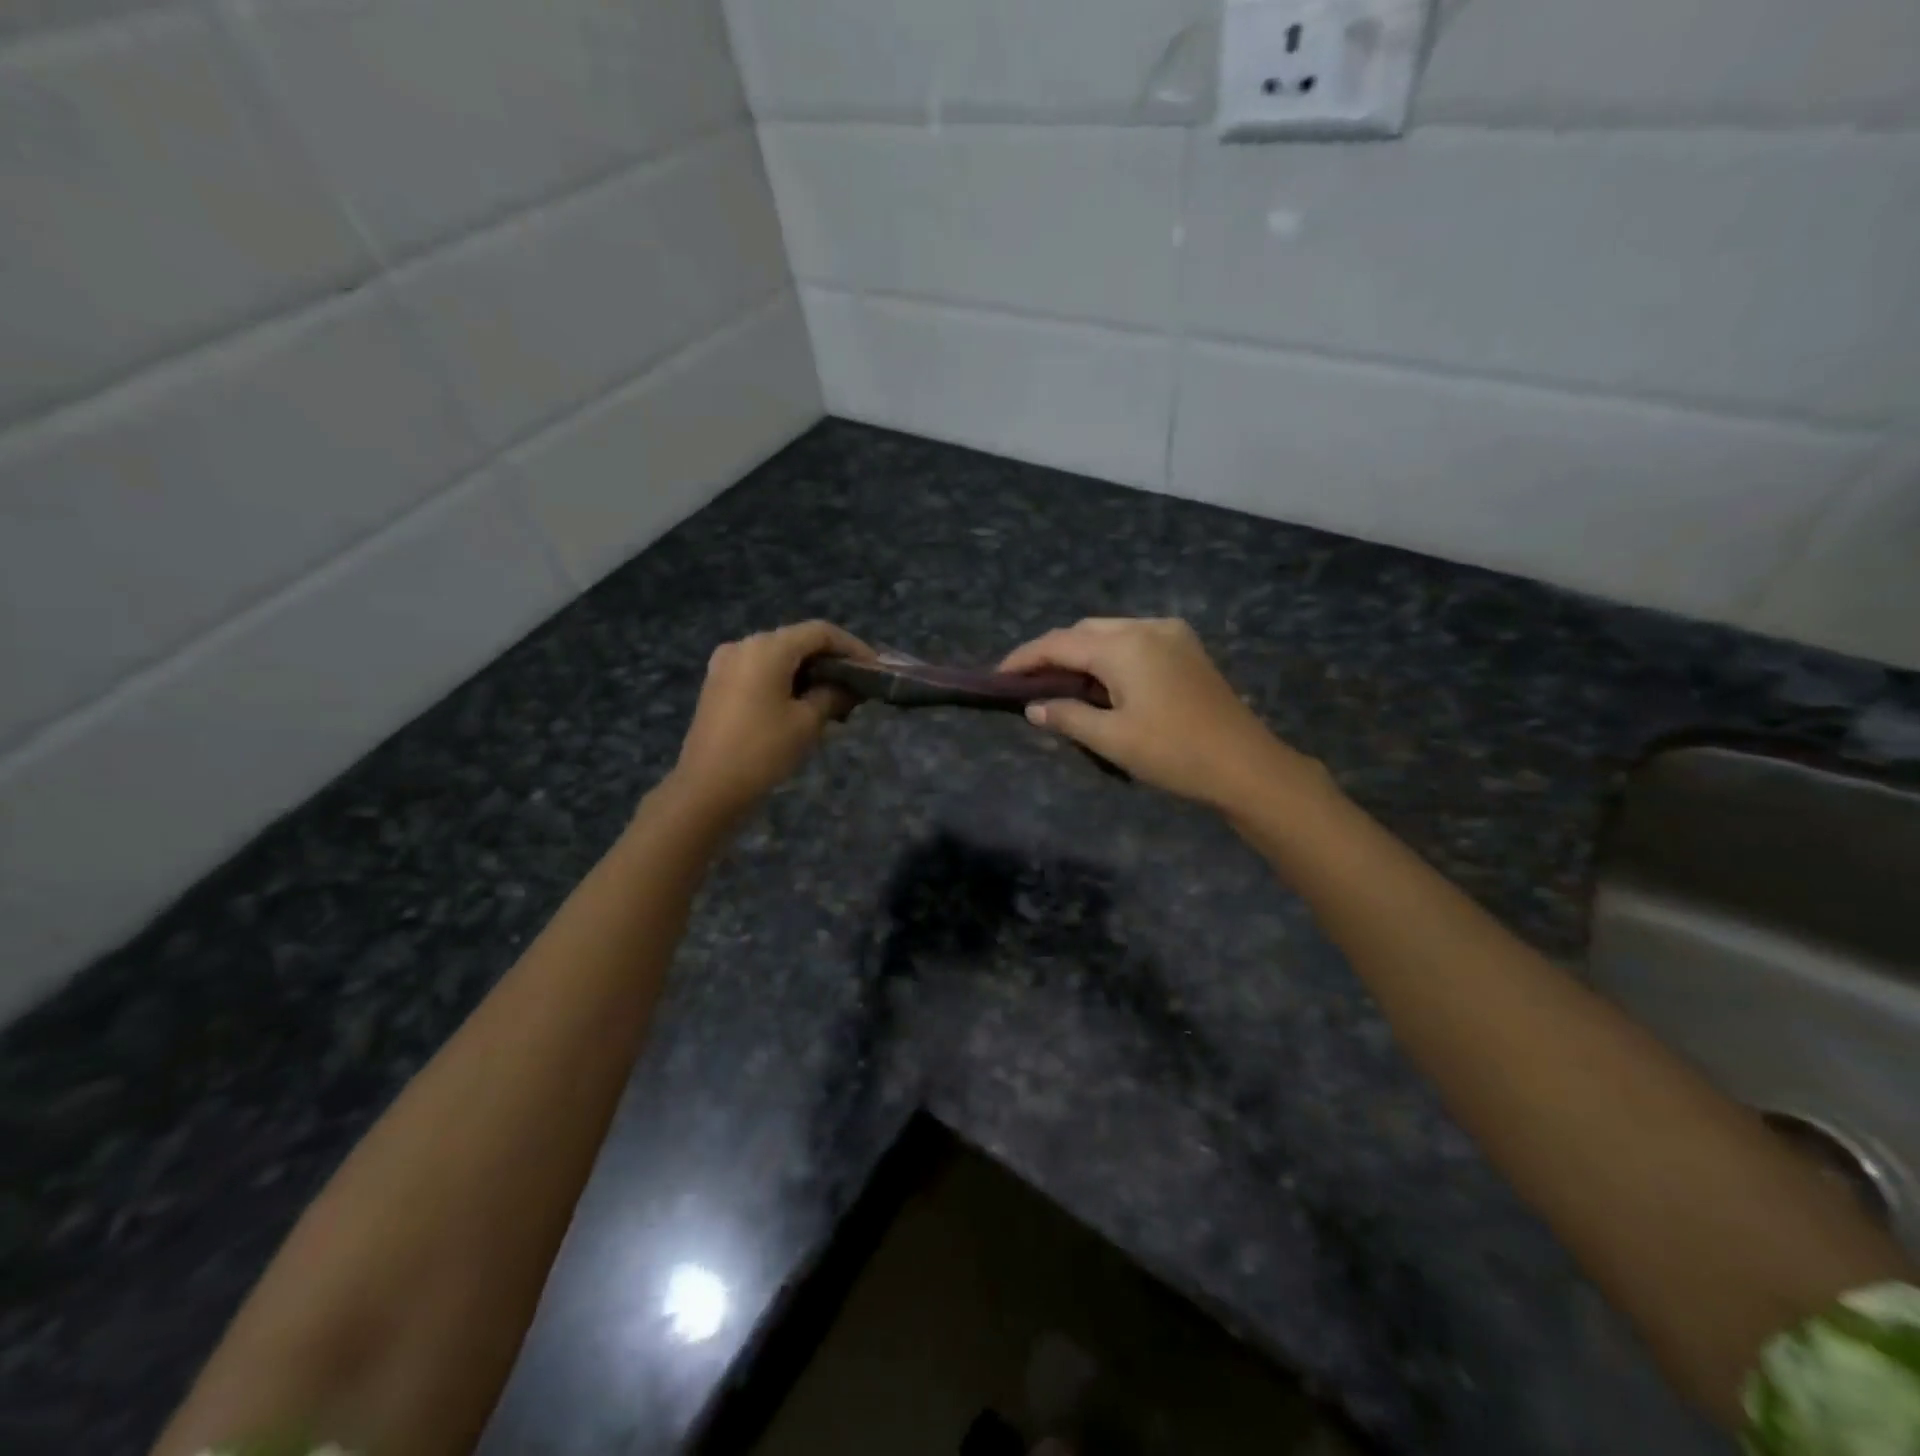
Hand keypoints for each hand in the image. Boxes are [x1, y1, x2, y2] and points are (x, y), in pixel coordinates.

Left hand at [670, 620, 873, 818]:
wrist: (707, 788)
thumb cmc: (763, 751)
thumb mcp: (807, 722)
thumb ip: (833, 695)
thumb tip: (848, 687)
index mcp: (767, 647)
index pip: (820, 632)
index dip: (852, 647)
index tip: (874, 669)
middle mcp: (744, 645)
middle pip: (798, 642)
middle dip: (830, 661)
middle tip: (858, 686)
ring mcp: (726, 664)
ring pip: (779, 657)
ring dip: (809, 673)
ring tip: (835, 700)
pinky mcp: (718, 685)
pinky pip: (760, 672)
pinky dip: (786, 681)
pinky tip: (803, 705)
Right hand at [1000, 617, 1322, 807]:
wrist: (1246, 765)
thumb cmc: (1174, 753)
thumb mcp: (1112, 739)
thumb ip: (1068, 717)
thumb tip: (1033, 707)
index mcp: (1125, 646)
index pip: (1060, 643)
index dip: (1026, 658)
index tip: (999, 675)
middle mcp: (1147, 627)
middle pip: (1085, 630)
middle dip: (1054, 653)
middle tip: (1029, 683)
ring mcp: (1172, 634)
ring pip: (1110, 632)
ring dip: (1082, 653)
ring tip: (1061, 685)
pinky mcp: (1187, 648)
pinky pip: (1134, 640)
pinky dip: (1109, 654)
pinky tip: (1103, 682)